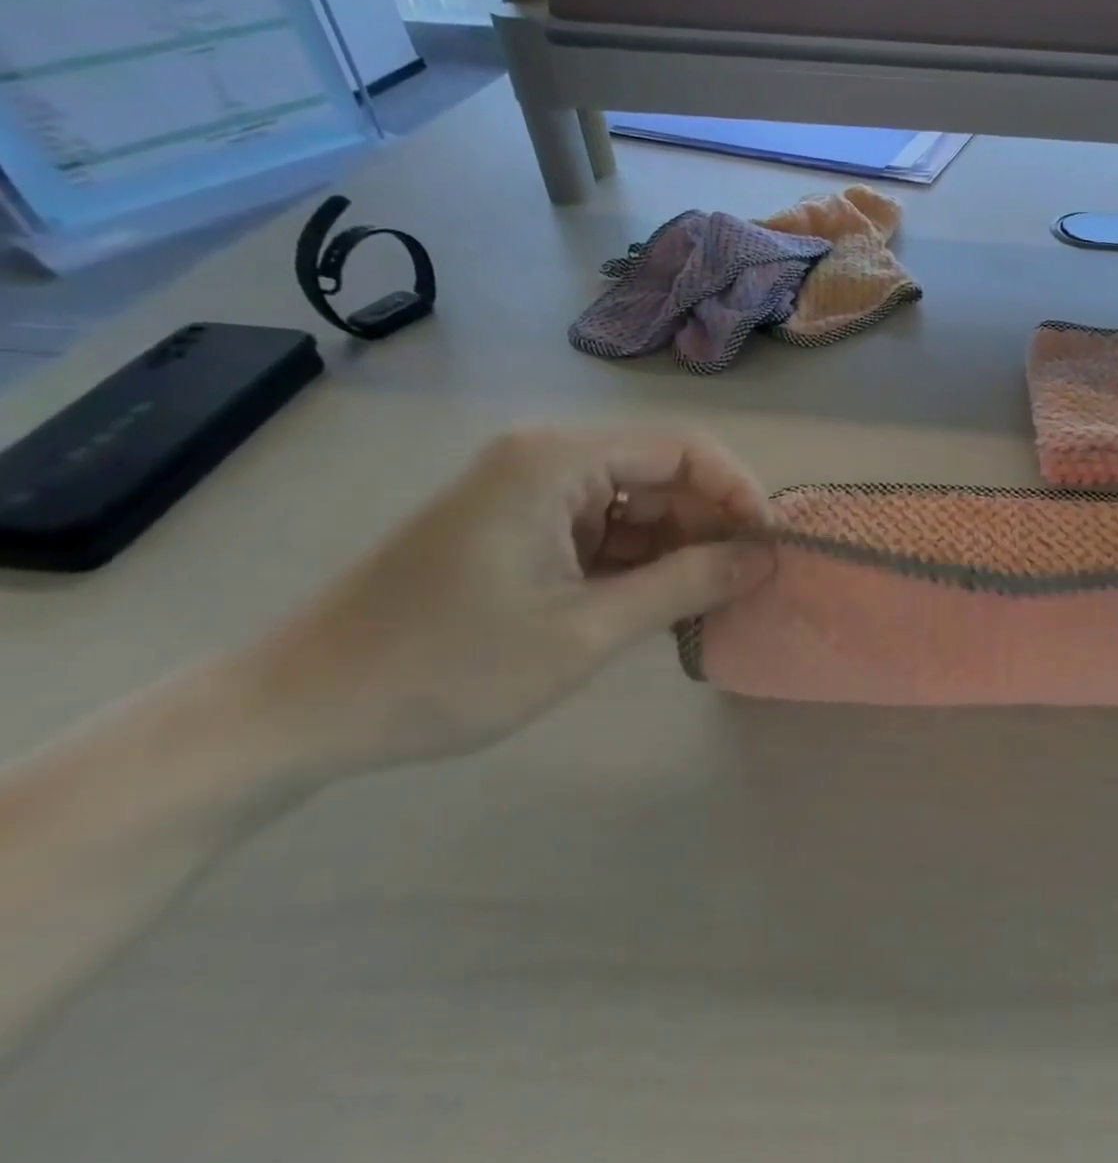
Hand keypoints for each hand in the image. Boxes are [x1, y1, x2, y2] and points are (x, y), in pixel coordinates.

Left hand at [240, 428, 772, 779]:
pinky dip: (639, 564)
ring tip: (713, 602)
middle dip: (711, 526)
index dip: (739, 493)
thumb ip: (686, 585)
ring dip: (678, 549)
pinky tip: (662, 604)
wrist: (301, 713)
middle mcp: (547, 459)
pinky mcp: (519, 527)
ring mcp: (530, 493)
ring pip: (636, 506)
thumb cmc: (448, 668)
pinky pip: (603, 531)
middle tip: (748, 585)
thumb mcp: (585, 631)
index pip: (684, 450)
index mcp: (558, 460)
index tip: (771, 549)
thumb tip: (766, 559)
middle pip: (662, 475)